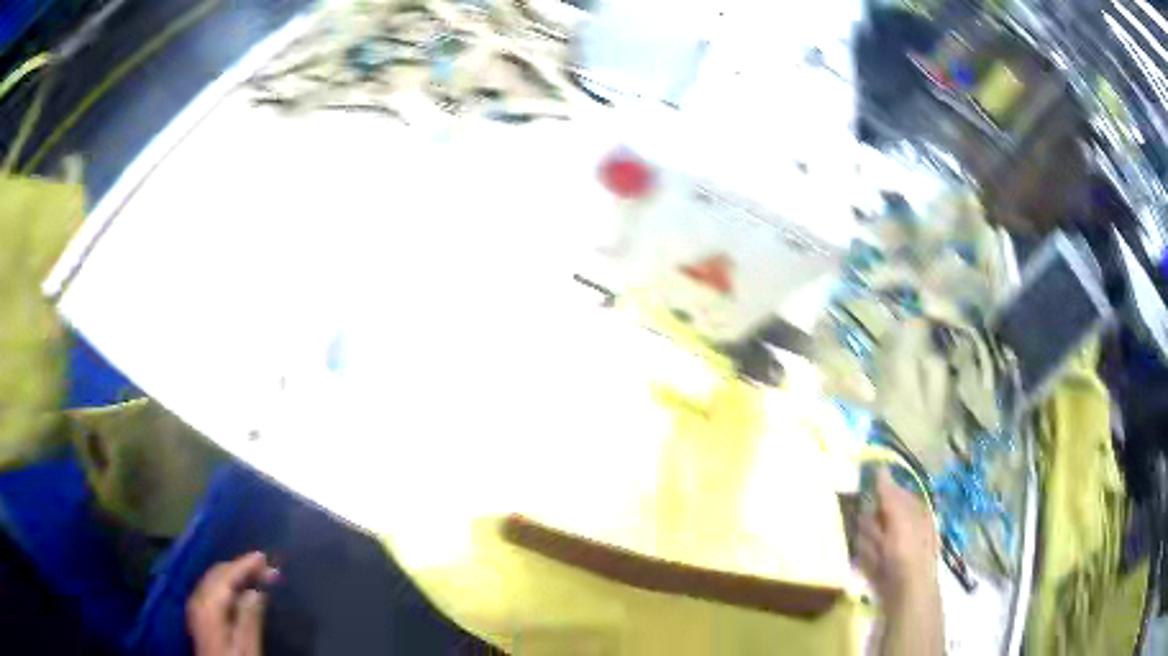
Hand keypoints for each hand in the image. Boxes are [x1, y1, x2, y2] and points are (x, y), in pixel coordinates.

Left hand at [187, 552, 279, 655]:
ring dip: (235, 574)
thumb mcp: (247, 648)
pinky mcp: (199, 614)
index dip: (245, 565)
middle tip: (267, 569)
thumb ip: (250, 619)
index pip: (226, 575)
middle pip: (218, 573)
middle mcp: (198, 599)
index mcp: (209, 606)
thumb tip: (257, 591)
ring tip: (257, 576)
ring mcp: (196, 606)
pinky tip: (240, 590)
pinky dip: (227, 584)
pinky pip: (212, 588)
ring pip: (214, 579)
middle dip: (241, 567)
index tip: (264, 558)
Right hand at [856, 468, 939, 609]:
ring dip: (867, 538)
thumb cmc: (907, 550)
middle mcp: (907, 527)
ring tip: (869, 546)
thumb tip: (880, 468)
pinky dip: (865, 556)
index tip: (864, 490)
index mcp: (916, 511)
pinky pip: (868, 555)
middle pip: (882, 515)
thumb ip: (889, 494)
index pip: (896, 493)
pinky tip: (866, 560)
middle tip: (868, 524)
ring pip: (873, 535)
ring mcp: (894, 548)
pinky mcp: (882, 567)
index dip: (881, 492)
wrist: (907, 592)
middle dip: (872, 519)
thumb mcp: (899, 517)